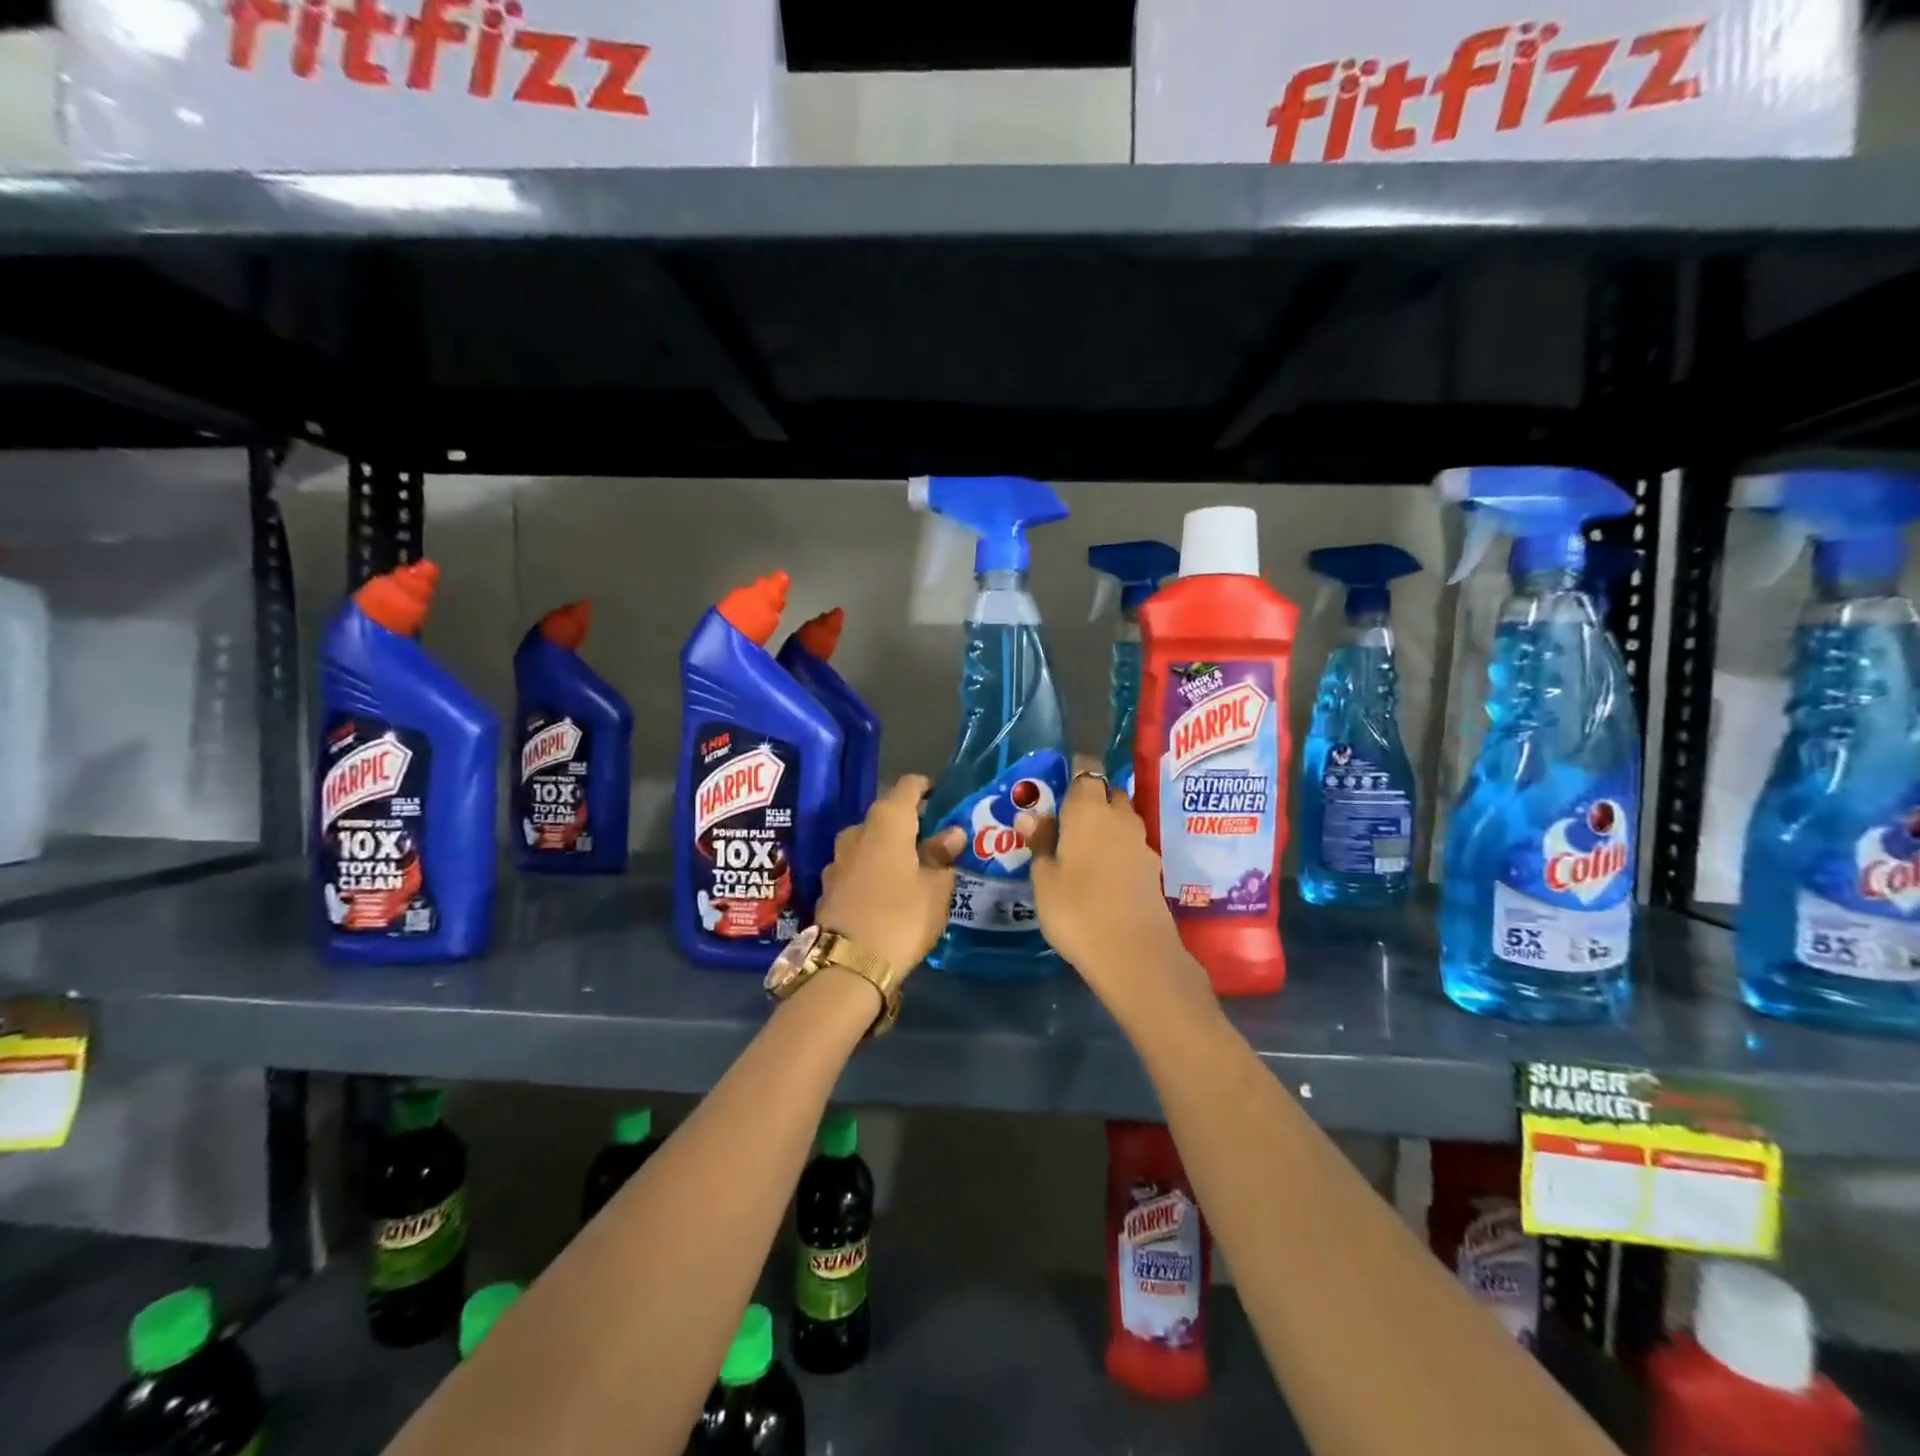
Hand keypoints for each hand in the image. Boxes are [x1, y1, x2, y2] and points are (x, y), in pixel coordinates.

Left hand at [816, 775, 965, 977]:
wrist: (848, 965)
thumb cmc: (902, 917)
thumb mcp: (936, 888)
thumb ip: (943, 856)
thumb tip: (952, 834)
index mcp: (887, 821)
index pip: (907, 786)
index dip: (925, 787)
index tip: (941, 798)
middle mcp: (857, 832)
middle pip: (886, 816)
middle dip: (908, 825)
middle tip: (933, 843)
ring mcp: (837, 860)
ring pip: (868, 844)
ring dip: (887, 851)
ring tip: (911, 871)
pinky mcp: (827, 887)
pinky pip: (856, 869)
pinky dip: (872, 873)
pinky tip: (886, 893)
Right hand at [1015, 760, 1208, 1013]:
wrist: (1133, 952)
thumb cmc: (1076, 908)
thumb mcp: (1044, 878)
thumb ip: (1040, 843)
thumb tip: (1030, 816)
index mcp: (1088, 809)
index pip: (1087, 770)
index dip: (1077, 769)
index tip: (1062, 778)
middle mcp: (1119, 817)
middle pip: (1108, 792)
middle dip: (1091, 797)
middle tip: (1066, 817)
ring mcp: (1141, 842)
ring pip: (1122, 819)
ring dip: (1106, 823)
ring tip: (1082, 845)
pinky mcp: (1152, 868)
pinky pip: (1130, 845)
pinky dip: (1117, 848)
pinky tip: (1102, 870)